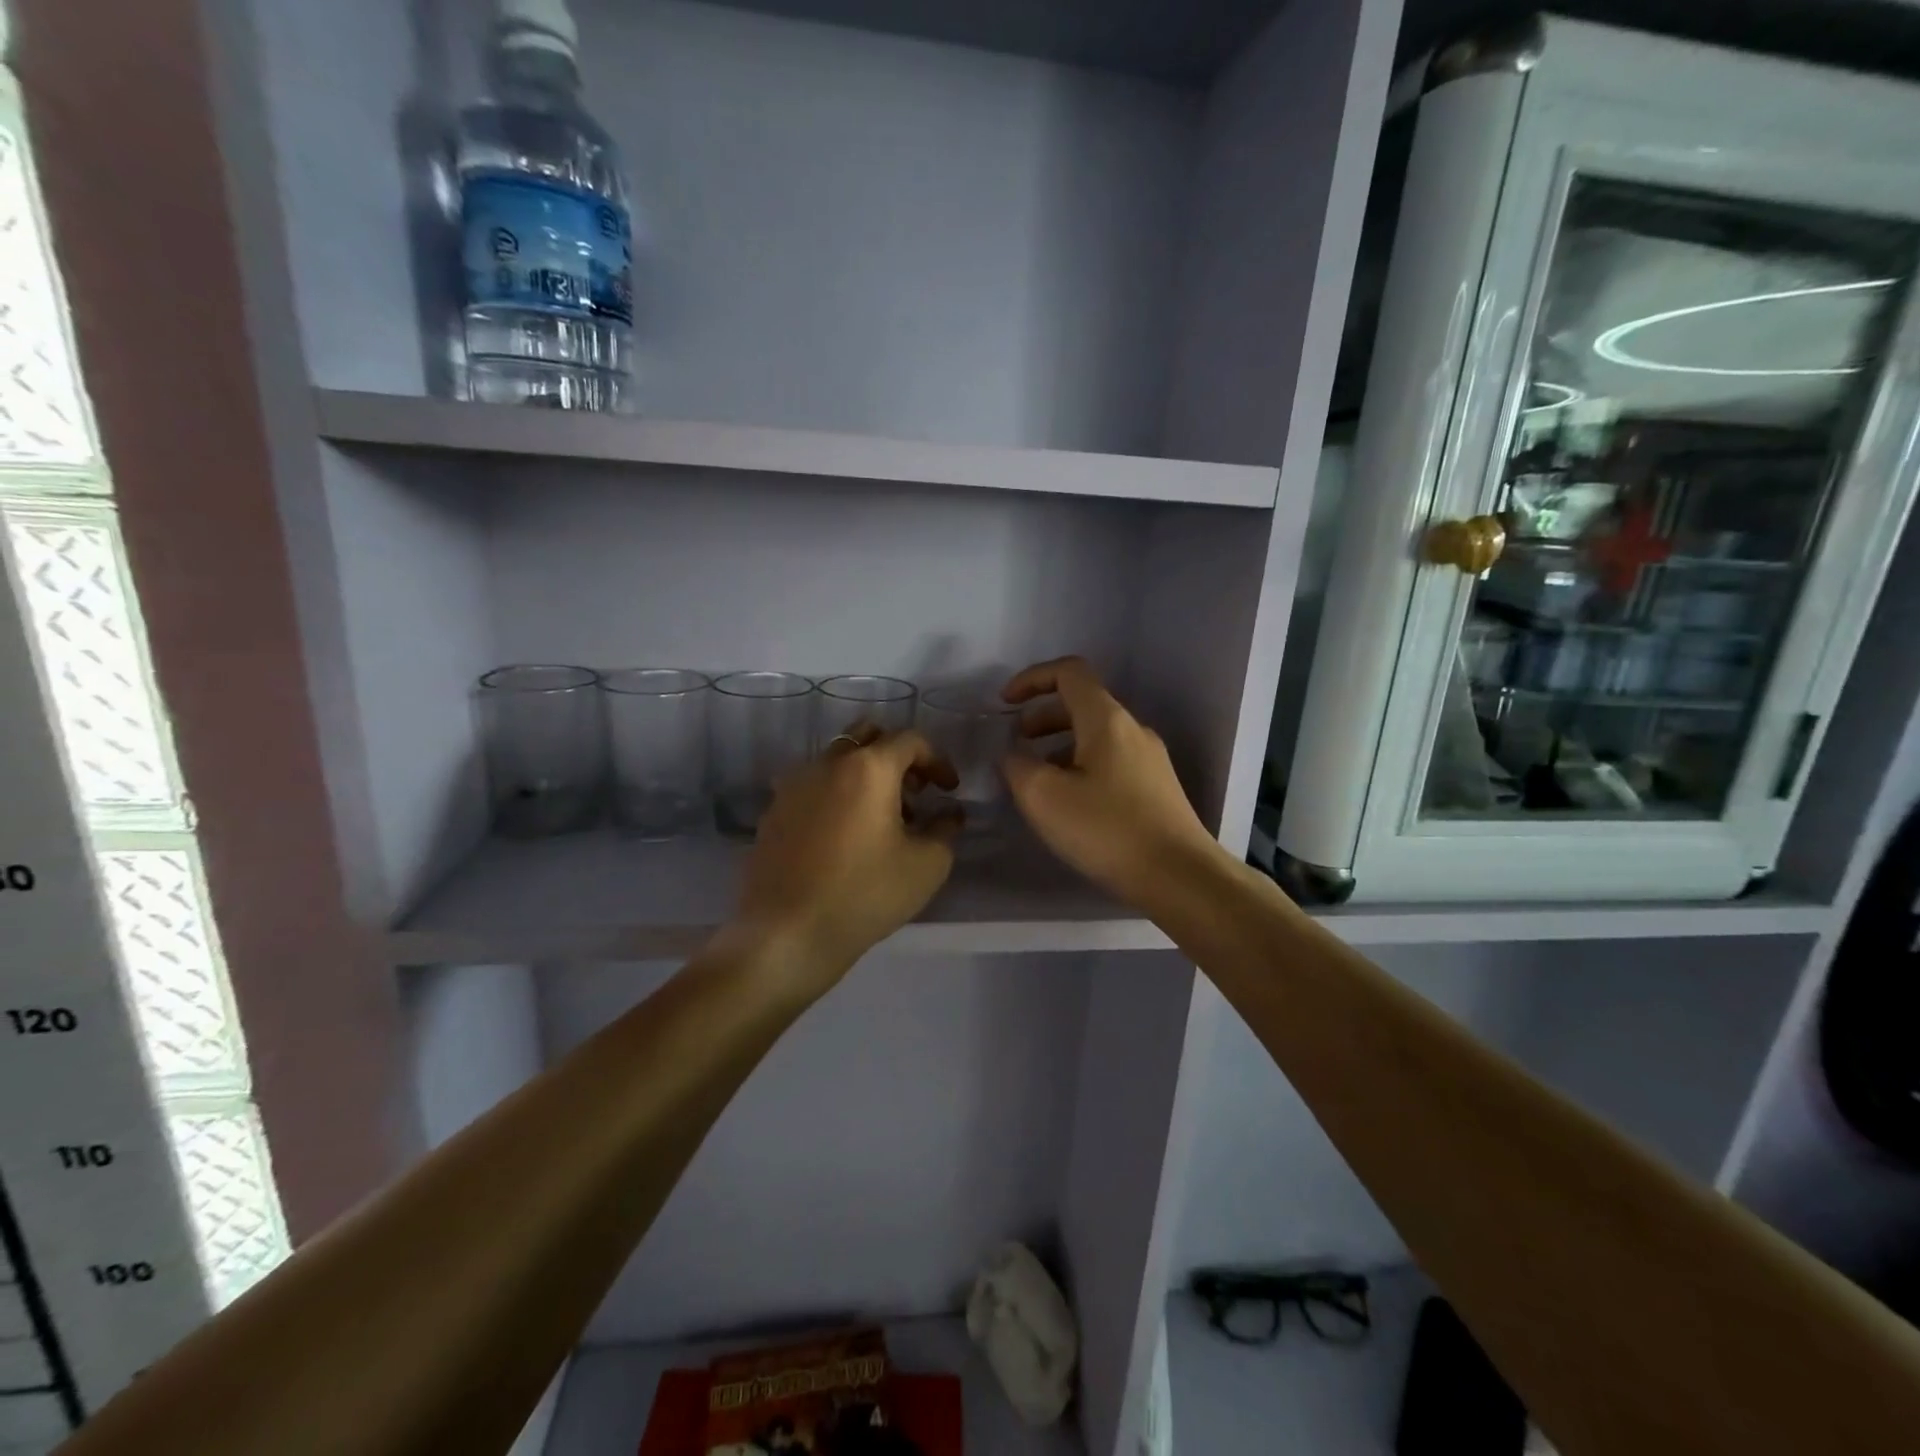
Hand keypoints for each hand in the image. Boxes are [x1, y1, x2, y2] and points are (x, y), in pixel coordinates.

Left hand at [734, 726, 959, 983]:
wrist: (786, 934)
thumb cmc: (865, 894)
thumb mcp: (926, 866)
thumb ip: (946, 829)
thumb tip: (949, 814)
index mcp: (868, 767)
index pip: (911, 740)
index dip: (938, 760)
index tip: (948, 790)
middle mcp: (827, 763)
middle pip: (868, 736)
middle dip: (898, 756)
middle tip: (914, 792)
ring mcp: (793, 785)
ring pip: (837, 761)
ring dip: (866, 776)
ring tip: (881, 820)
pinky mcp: (773, 811)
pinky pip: (813, 787)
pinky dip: (837, 796)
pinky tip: (844, 837)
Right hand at [1001, 657, 1225, 908]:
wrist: (1180, 877)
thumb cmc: (1107, 830)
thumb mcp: (1044, 797)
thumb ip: (1018, 766)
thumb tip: (1014, 755)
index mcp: (1106, 720)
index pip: (1069, 672)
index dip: (1032, 679)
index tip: (1005, 704)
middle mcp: (1132, 730)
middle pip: (1082, 704)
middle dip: (1042, 717)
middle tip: (1017, 744)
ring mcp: (1150, 759)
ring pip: (1096, 736)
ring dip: (1060, 745)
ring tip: (1037, 779)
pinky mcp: (1156, 788)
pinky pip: (1111, 761)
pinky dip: (1081, 766)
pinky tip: (1070, 804)